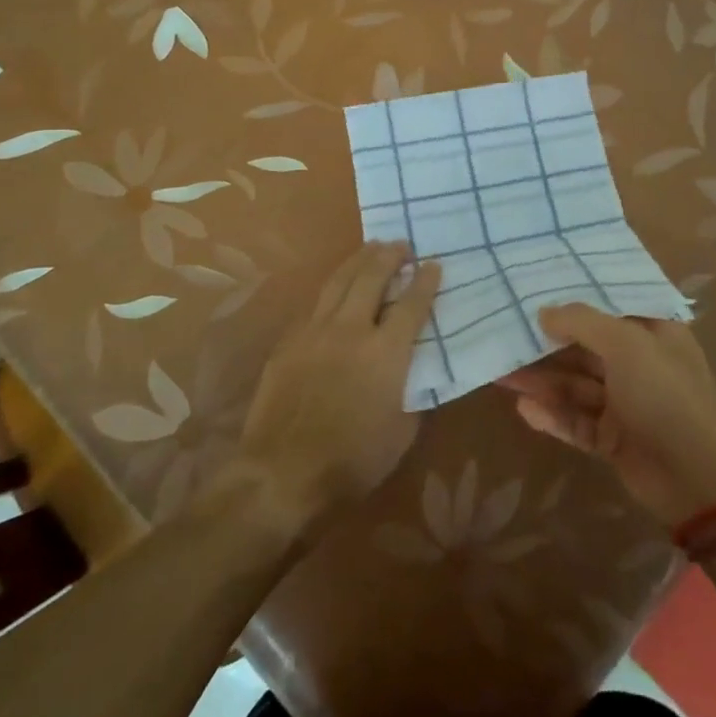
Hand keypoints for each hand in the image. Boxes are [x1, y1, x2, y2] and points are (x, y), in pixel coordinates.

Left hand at [239, 241, 440, 526]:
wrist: (282, 472)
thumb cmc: (352, 459)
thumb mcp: (402, 432)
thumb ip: (412, 392)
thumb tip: (415, 372)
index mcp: (386, 352)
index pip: (411, 304)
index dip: (425, 282)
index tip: (433, 264)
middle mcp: (351, 329)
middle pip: (372, 278)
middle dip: (390, 256)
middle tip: (401, 244)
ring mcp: (316, 331)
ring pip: (339, 281)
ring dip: (359, 260)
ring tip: (371, 247)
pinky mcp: (289, 341)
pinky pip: (316, 304)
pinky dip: (333, 287)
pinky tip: (336, 286)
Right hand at [498, 303, 715, 527]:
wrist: (694, 476)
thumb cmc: (664, 394)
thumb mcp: (625, 344)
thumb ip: (582, 322)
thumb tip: (544, 311)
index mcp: (654, 333)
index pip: (611, 307)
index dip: (576, 299)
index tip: (538, 290)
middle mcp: (640, 364)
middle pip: (586, 348)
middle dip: (547, 345)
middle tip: (507, 335)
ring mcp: (627, 404)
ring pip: (576, 386)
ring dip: (542, 381)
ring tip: (501, 374)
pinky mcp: (614, 439)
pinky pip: (577, 422)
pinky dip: (553, 416)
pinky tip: (524, 409)